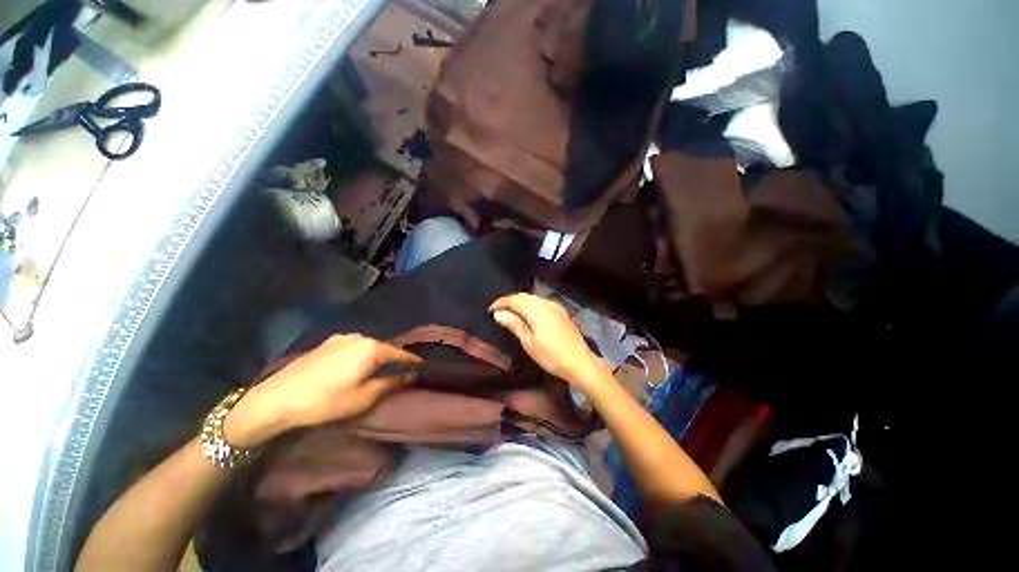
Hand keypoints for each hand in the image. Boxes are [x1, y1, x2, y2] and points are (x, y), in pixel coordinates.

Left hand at [224, 334, 420, 447]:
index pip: (400, 353)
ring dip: (377, 356)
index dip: (412, 361)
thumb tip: (410, 376)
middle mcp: (360, 337)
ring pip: (368, 346)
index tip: (422, 367)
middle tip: (401, 371)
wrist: (276, 400)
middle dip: (394, 358)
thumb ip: (390, 384)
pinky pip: (353, 347)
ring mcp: (341, 338)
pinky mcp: (326, 344)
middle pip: (384, 347)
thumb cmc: (325, 401)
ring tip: (380, 369)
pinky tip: (357, 366)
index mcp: (371, 348)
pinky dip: (361, 355)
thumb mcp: (363, 398)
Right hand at [489, 293, 609, 390]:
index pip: (514, 299)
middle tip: (498, 311)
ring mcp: (555, 306)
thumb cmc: (551, 356)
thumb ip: (514, 324)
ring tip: (510, 312)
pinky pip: (541, 302)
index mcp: (537, 309)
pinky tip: (528, 314)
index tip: (490, 310)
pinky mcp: (561, 311)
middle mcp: (546, 303)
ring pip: (533, 298)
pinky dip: (531, 304)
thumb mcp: (529, 342)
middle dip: (510, 301)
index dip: (500, 303)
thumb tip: (498, 313)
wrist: (580, 362)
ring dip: (520, 302)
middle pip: (524, 296)